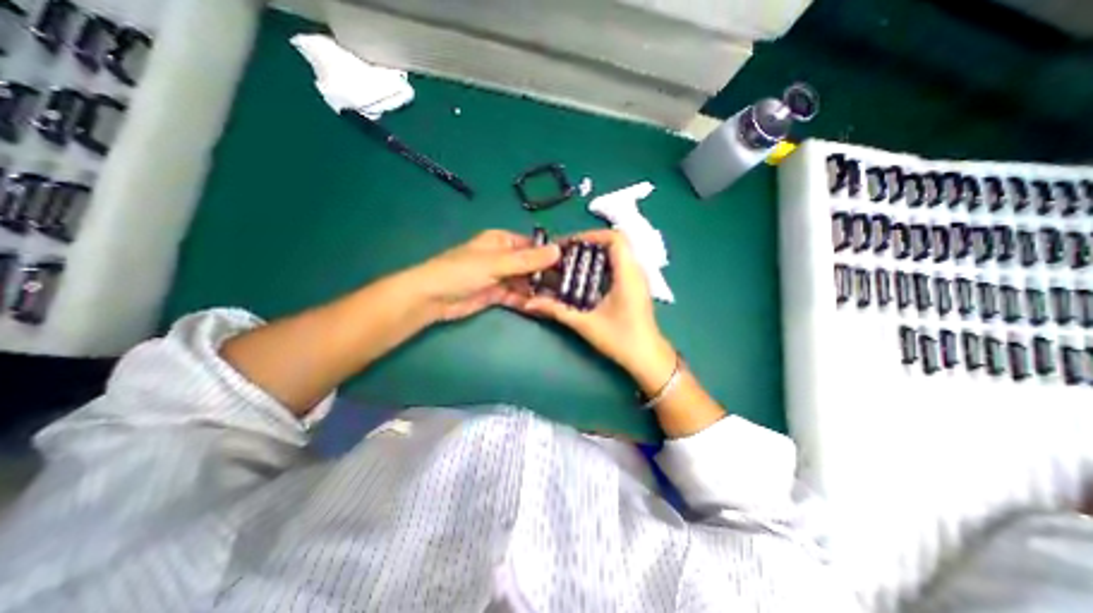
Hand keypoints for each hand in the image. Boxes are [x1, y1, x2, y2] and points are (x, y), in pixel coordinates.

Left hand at [410, 227, 563, 323]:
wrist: (432, 298)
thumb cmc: (462, 272)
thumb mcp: (496, 263)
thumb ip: (527, 259)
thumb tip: (558, 251)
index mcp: (502, 241)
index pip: (533, 245)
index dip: (551, 253)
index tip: (572, 264)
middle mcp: (504, 257)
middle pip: (531, 264)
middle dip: (547, 274)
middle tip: (570, 285)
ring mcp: (500, 277)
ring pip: (526, 281)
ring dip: (539, 289)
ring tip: (561, 297)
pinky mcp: (497, 294)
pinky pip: (517, 295)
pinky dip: (527, 300)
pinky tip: (542, 306)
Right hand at [514, 230, 674, 383]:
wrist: (647, 358)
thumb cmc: (621, 340)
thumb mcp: (586, 324)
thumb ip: (557, 310)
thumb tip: (529, 303)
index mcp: (628, 274)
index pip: (615, 238)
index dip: (591, 235)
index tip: (569, 245)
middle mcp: (636, 271)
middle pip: (615, 242)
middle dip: (588, 244)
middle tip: (566, 254)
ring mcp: (638, 278)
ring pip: (618, 253)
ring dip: (595, 254)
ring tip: (573, 263)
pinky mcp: (636, 287)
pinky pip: (619, 265)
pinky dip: (602, 265)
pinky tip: (586, 278)